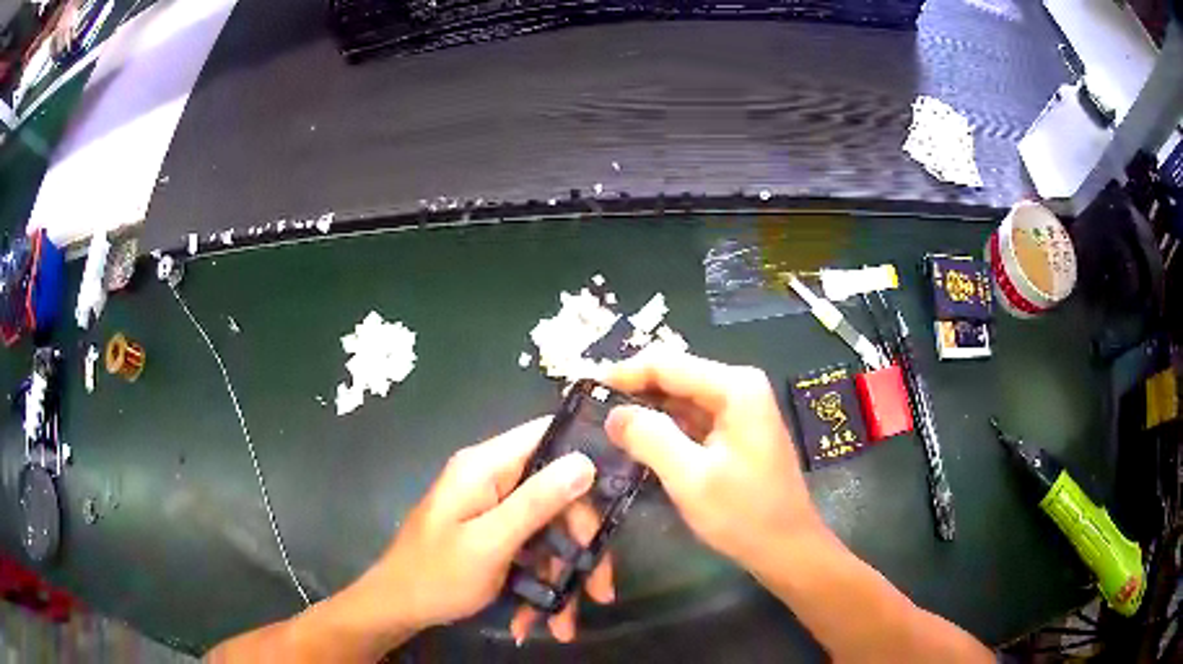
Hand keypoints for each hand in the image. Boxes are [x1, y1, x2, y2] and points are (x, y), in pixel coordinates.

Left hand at [356, 417, 612, 642]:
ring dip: (560, 577)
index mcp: (485, 467)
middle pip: (557, 495)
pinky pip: (531, 550)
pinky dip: (538, 584)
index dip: (585, 456)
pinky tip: (535, 619)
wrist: (396, 608)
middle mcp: (492, 480)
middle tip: (598, 589)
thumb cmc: (436, 574)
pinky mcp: (495, 535)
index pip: (546, 436)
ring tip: (562, 623)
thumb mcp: (489, 543)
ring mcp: (493, 509)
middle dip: (579, 546)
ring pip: (548, 530)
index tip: (619, 493)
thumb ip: (536, 503)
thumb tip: (585, 461)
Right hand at [604, 351, 824, 569]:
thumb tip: (614, 413)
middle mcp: (739, 387)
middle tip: (589, 410)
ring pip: (679, 399)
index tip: (584, 388)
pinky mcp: (734, 431)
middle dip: (633, 391)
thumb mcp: (690, 478)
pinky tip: (637, 441)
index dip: (623, 373)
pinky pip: (691, 419)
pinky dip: (663, 428)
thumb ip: (650, 438)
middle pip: (674, 376)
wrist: (787, 548)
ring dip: (645, 410)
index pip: (666, 363)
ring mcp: (738, 409)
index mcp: (734, 387)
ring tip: (604, 425)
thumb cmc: (744, 514)